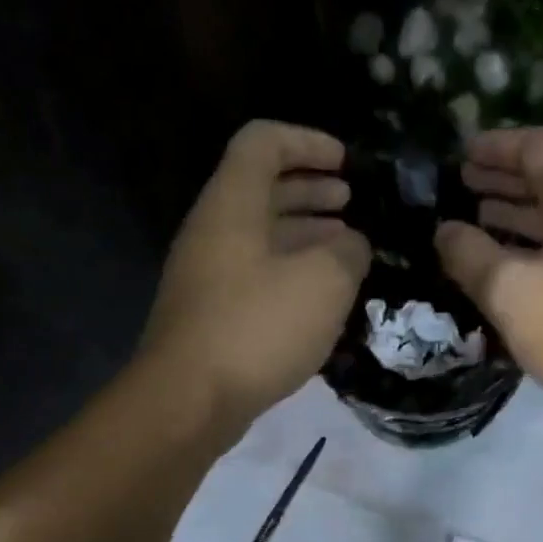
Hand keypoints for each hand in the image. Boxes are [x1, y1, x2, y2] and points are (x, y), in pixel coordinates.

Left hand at [142, 120, 369, 430]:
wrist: (190, 400)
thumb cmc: (258, 327)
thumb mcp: (324, 282)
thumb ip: (348, 252)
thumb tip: (353, 245)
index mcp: (232, 205)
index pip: (263, 142)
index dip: (307, 142)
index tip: (346, 163)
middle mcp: (214, 231)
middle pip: (262, 188)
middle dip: (311, 188)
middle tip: (352, 202)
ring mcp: (209, 274)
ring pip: (262, 235)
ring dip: (306, 232)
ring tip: (348, 247)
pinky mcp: (213, 313)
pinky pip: (258, 273)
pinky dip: (294, 270)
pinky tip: (323, 294)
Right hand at [435, 128, 542, 421]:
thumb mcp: (510, 292)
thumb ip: (470, 255)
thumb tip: (444, 231)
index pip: (537, 148)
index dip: (495, 147)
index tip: (461, 155)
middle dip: (502, 181)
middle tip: (461, 186)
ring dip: (517, 213)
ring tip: (475, 220)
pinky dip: (536, 241)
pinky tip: (509, 260)